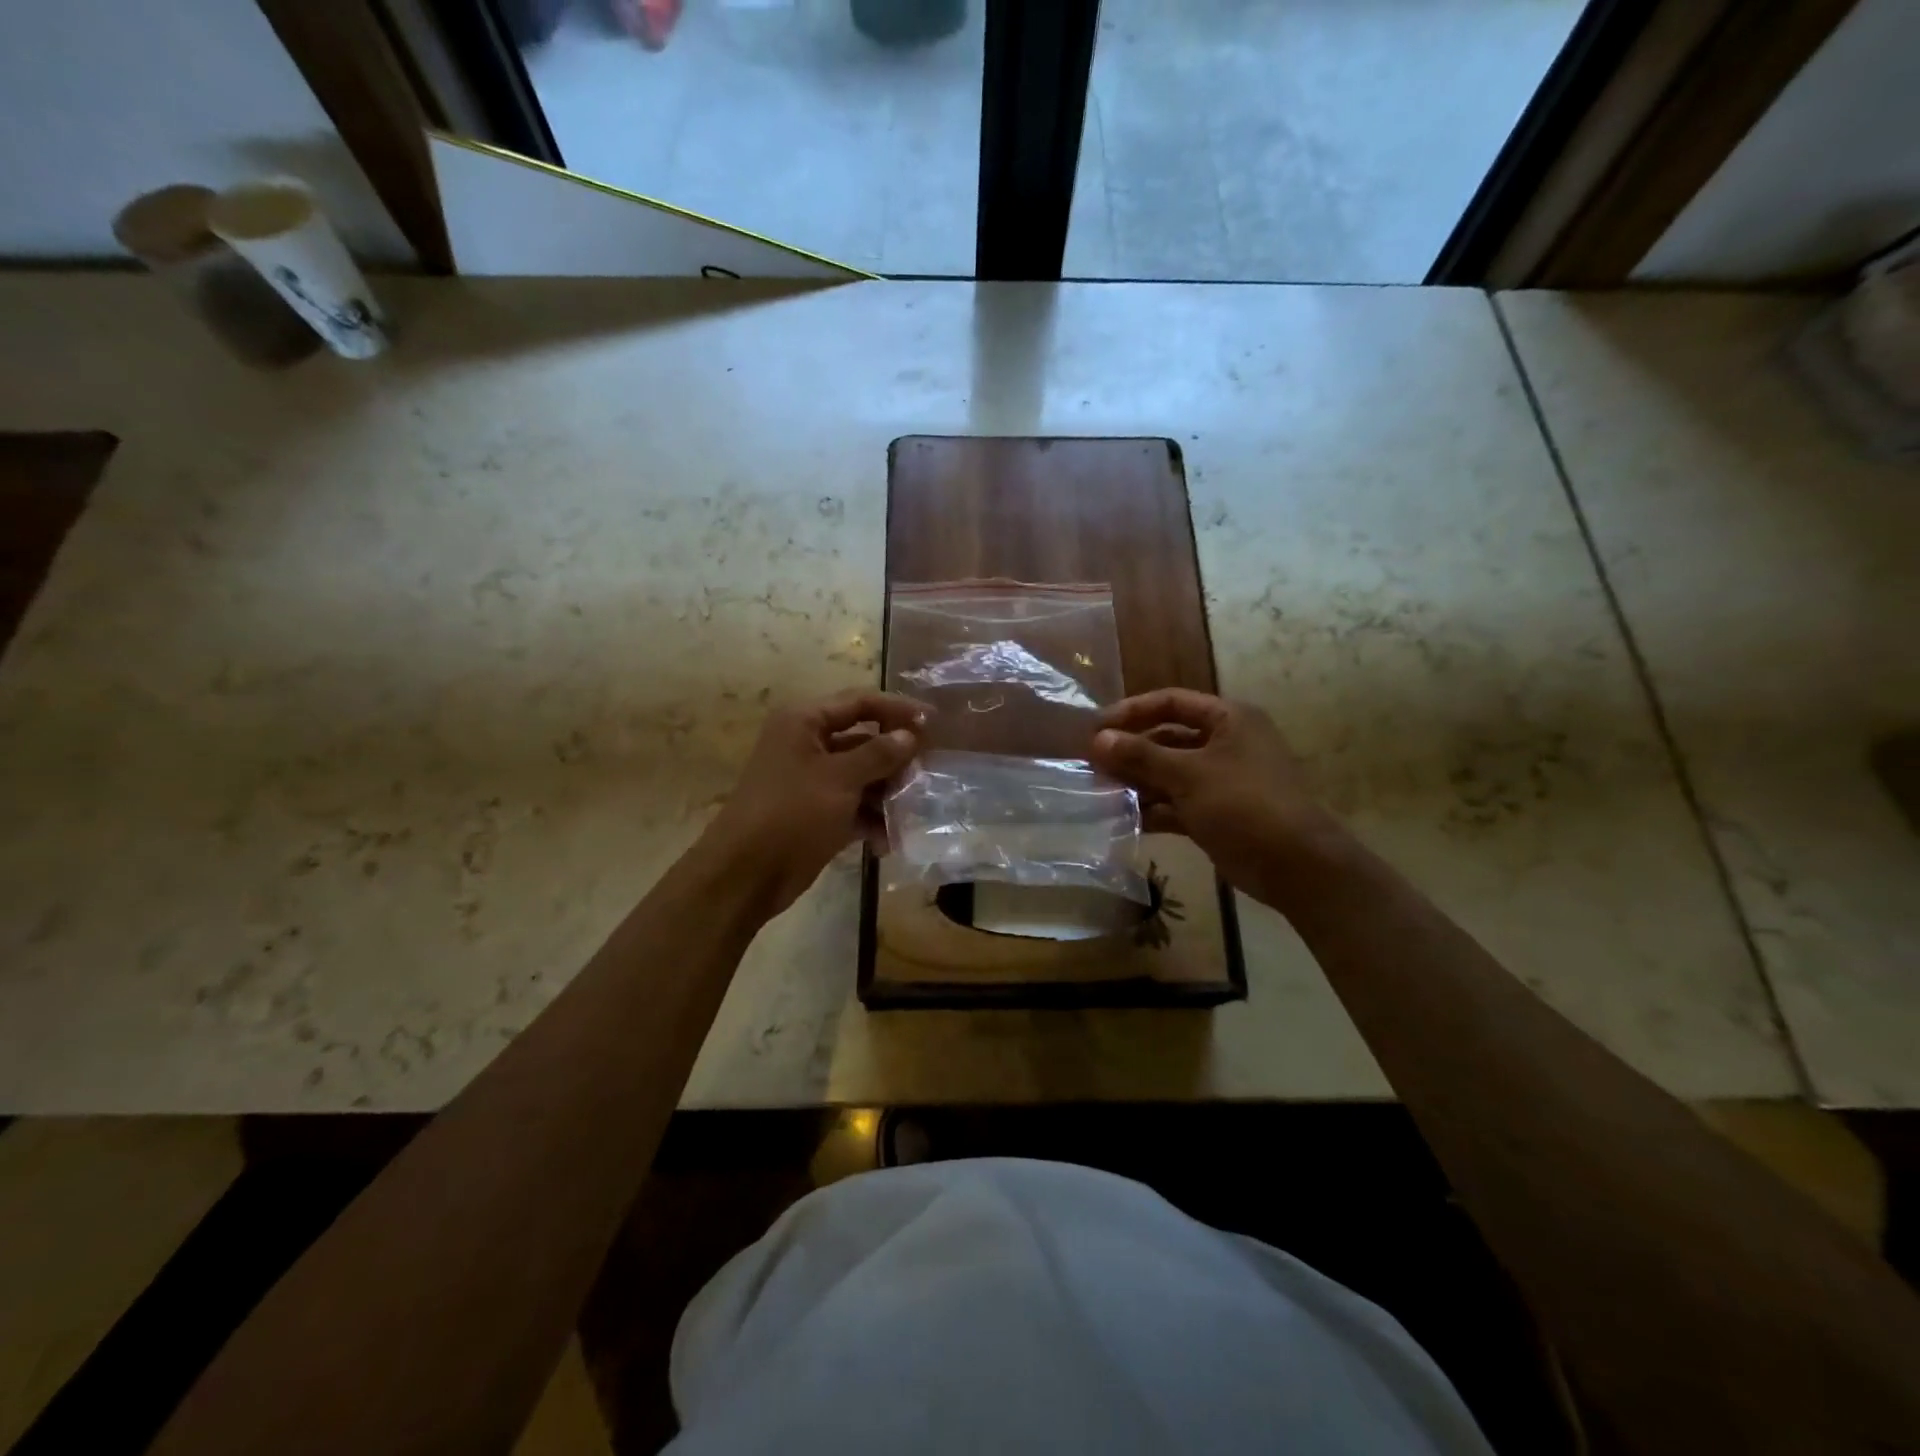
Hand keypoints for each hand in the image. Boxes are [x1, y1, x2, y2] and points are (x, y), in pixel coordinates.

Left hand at [703, 690, 925, 914]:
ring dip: (887, 794)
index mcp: (804, 723)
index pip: (860, 702)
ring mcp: (811, 781)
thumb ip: (878, 754)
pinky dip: (871, 820)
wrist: (746, 875)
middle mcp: (807, 745)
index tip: (934, 723)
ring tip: (910, 813)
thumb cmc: (792, 813)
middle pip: (863, 740)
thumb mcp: (840, 779)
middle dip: (895, 759)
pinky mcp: (816, 814)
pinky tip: (887, 841)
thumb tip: (910, 735)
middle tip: (926, 775)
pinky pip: (853, 806)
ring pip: (861, 776)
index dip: (898, 709)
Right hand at [1089, 689, 1340, 896]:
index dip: (1132, 711)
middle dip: (1131, 752)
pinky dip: (1152, 809)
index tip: (1096, 728)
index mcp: (1228, 720)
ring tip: (1100, 792)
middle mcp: (1225, 744)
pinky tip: (1123, 818)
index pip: (1171, 702)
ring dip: (1138, 782)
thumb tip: (1098, 739)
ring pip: (1169, 774)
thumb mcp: (1188, 774)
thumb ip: (1141, 755)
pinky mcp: (1215, 813)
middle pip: (1167, 739)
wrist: (1294, 865)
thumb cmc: (1243, 804)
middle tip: (1092, 765)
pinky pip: (1176, 804)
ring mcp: (1220, 781)